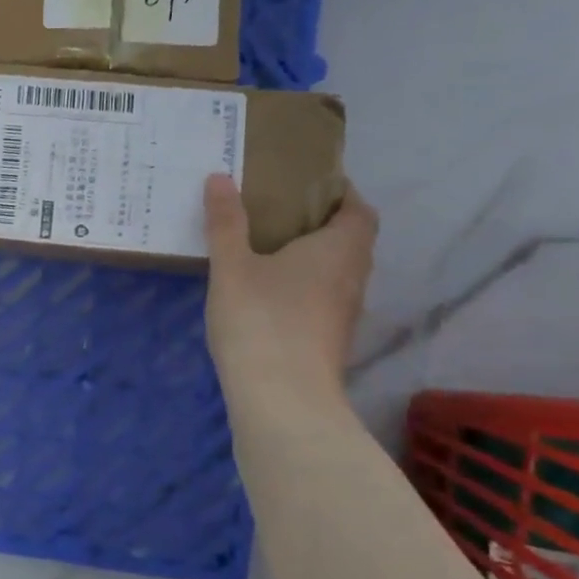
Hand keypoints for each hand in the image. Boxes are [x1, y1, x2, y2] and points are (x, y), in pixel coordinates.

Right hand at [203, 175, 377, 430]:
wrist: (282, 400)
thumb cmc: (261, 320)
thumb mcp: (232, 266)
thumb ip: (226, 222)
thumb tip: (220, 177)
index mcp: (339, 249)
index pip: (359, 210)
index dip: (341, 193)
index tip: (307, 185)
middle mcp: (352, 278)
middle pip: (350, 241)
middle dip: (321, 224)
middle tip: (278, 212)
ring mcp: (343, 314)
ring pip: (336, 273)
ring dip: (312, 258)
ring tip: (268, 249)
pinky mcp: (329, 342)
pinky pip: (322, 299)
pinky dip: (303, 287)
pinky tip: (268, 293)